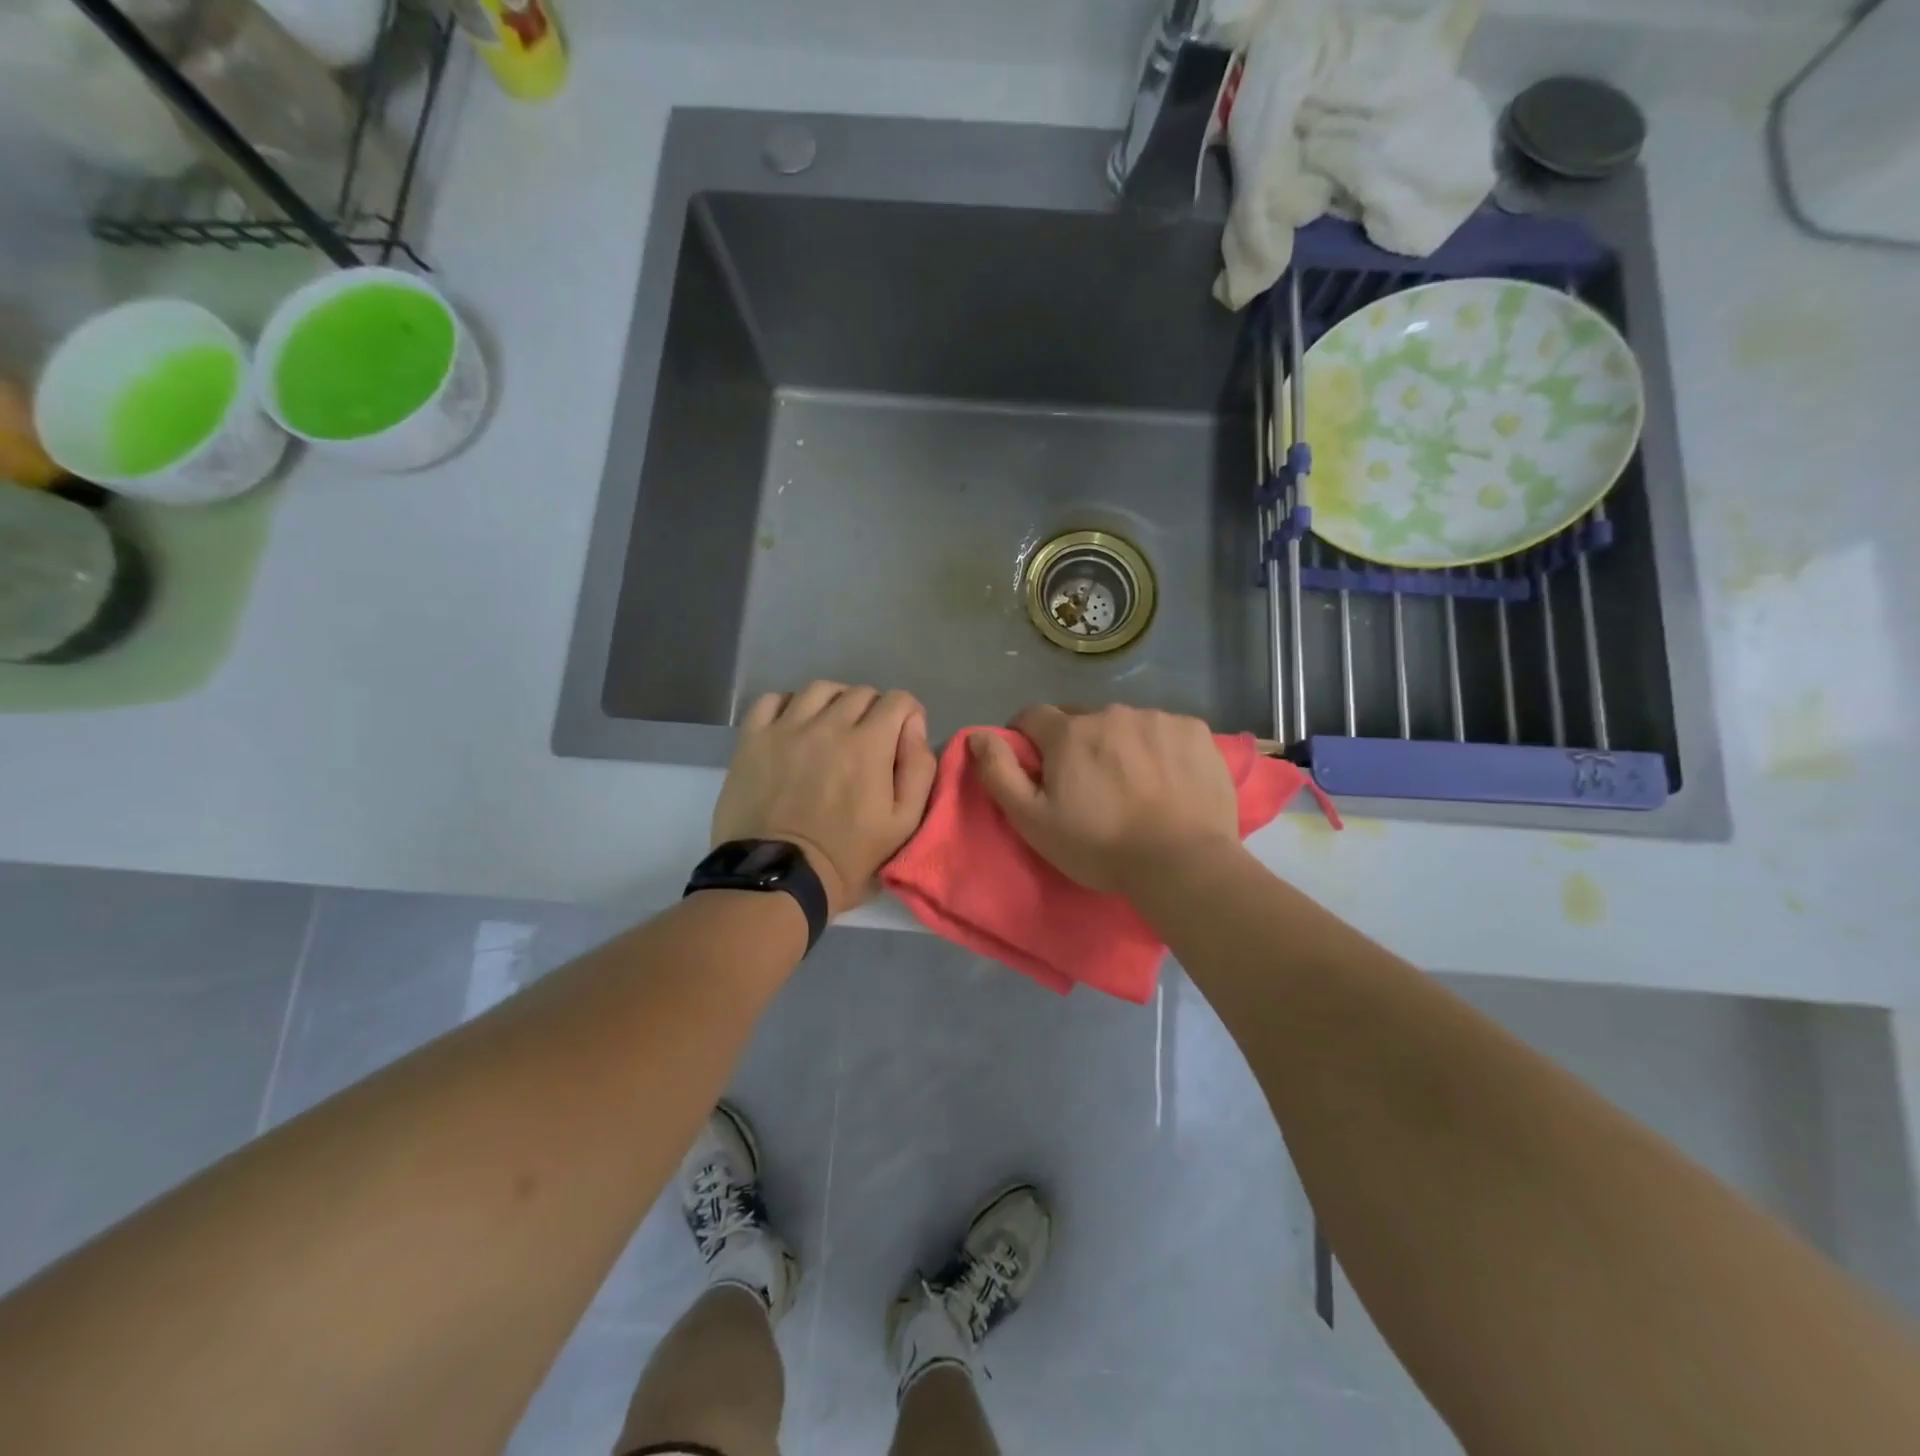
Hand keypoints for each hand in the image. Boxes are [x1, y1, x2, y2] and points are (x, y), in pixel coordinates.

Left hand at [713, 682, 937, 917]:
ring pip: (819, 689)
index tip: (903, 738)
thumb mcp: (904, 824)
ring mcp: (786, 728)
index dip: (908, 715)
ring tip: (833, 728)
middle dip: (874, 711)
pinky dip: (790, 705)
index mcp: (869, 744)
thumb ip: (918, 769)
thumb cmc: (847, 857)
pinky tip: (795, 726)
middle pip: (860, 693)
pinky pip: (773, 700)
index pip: (898, 700)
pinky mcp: (752, 739)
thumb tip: (913, 725)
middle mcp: (828, 725)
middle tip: (869, 742)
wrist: (778, 878)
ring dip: (835, 702)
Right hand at [969, 704, 1239, 894]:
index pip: (1033, 716)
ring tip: (1133, 784)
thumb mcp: (1033, 820)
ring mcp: (1158, 718)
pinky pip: (1166, 730)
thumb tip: (978, 734)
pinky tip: (1168, 779)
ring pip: (1126, 723)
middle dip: (1076, 742)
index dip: (1028, 739)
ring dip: (1120, 743)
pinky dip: (1160, 748)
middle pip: (1081, 718)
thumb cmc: (1100, 846)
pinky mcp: (1195, 731)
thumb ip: (999, 773)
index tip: (1037, 767)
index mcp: (1069, 733)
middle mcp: (1112, 713)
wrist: (1183, 862)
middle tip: (1087, 783)